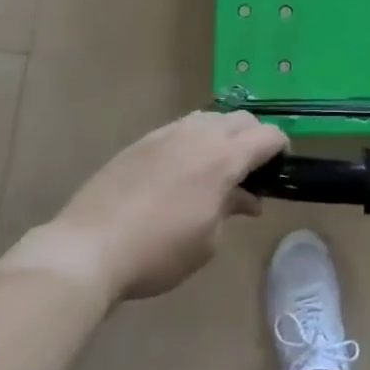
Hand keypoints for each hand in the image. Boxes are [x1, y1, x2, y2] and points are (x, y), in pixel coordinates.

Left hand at [9, 112, 285, 301]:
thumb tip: (247, 199)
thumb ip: (231, 209)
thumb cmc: (159, 252)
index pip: (268, 135)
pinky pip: (181, 128)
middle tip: (253, 170)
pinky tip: (184, 171)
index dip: (281, 149)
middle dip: (255, 137)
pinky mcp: (142, 141)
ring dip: (224, 135)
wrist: (89, 248)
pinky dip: (195, 140)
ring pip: (210, 118)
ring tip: (218, 168)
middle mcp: (199, 135)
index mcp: (223, 158)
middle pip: (241, 119)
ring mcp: (167, 133)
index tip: (280, 169)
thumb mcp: (207, 241)